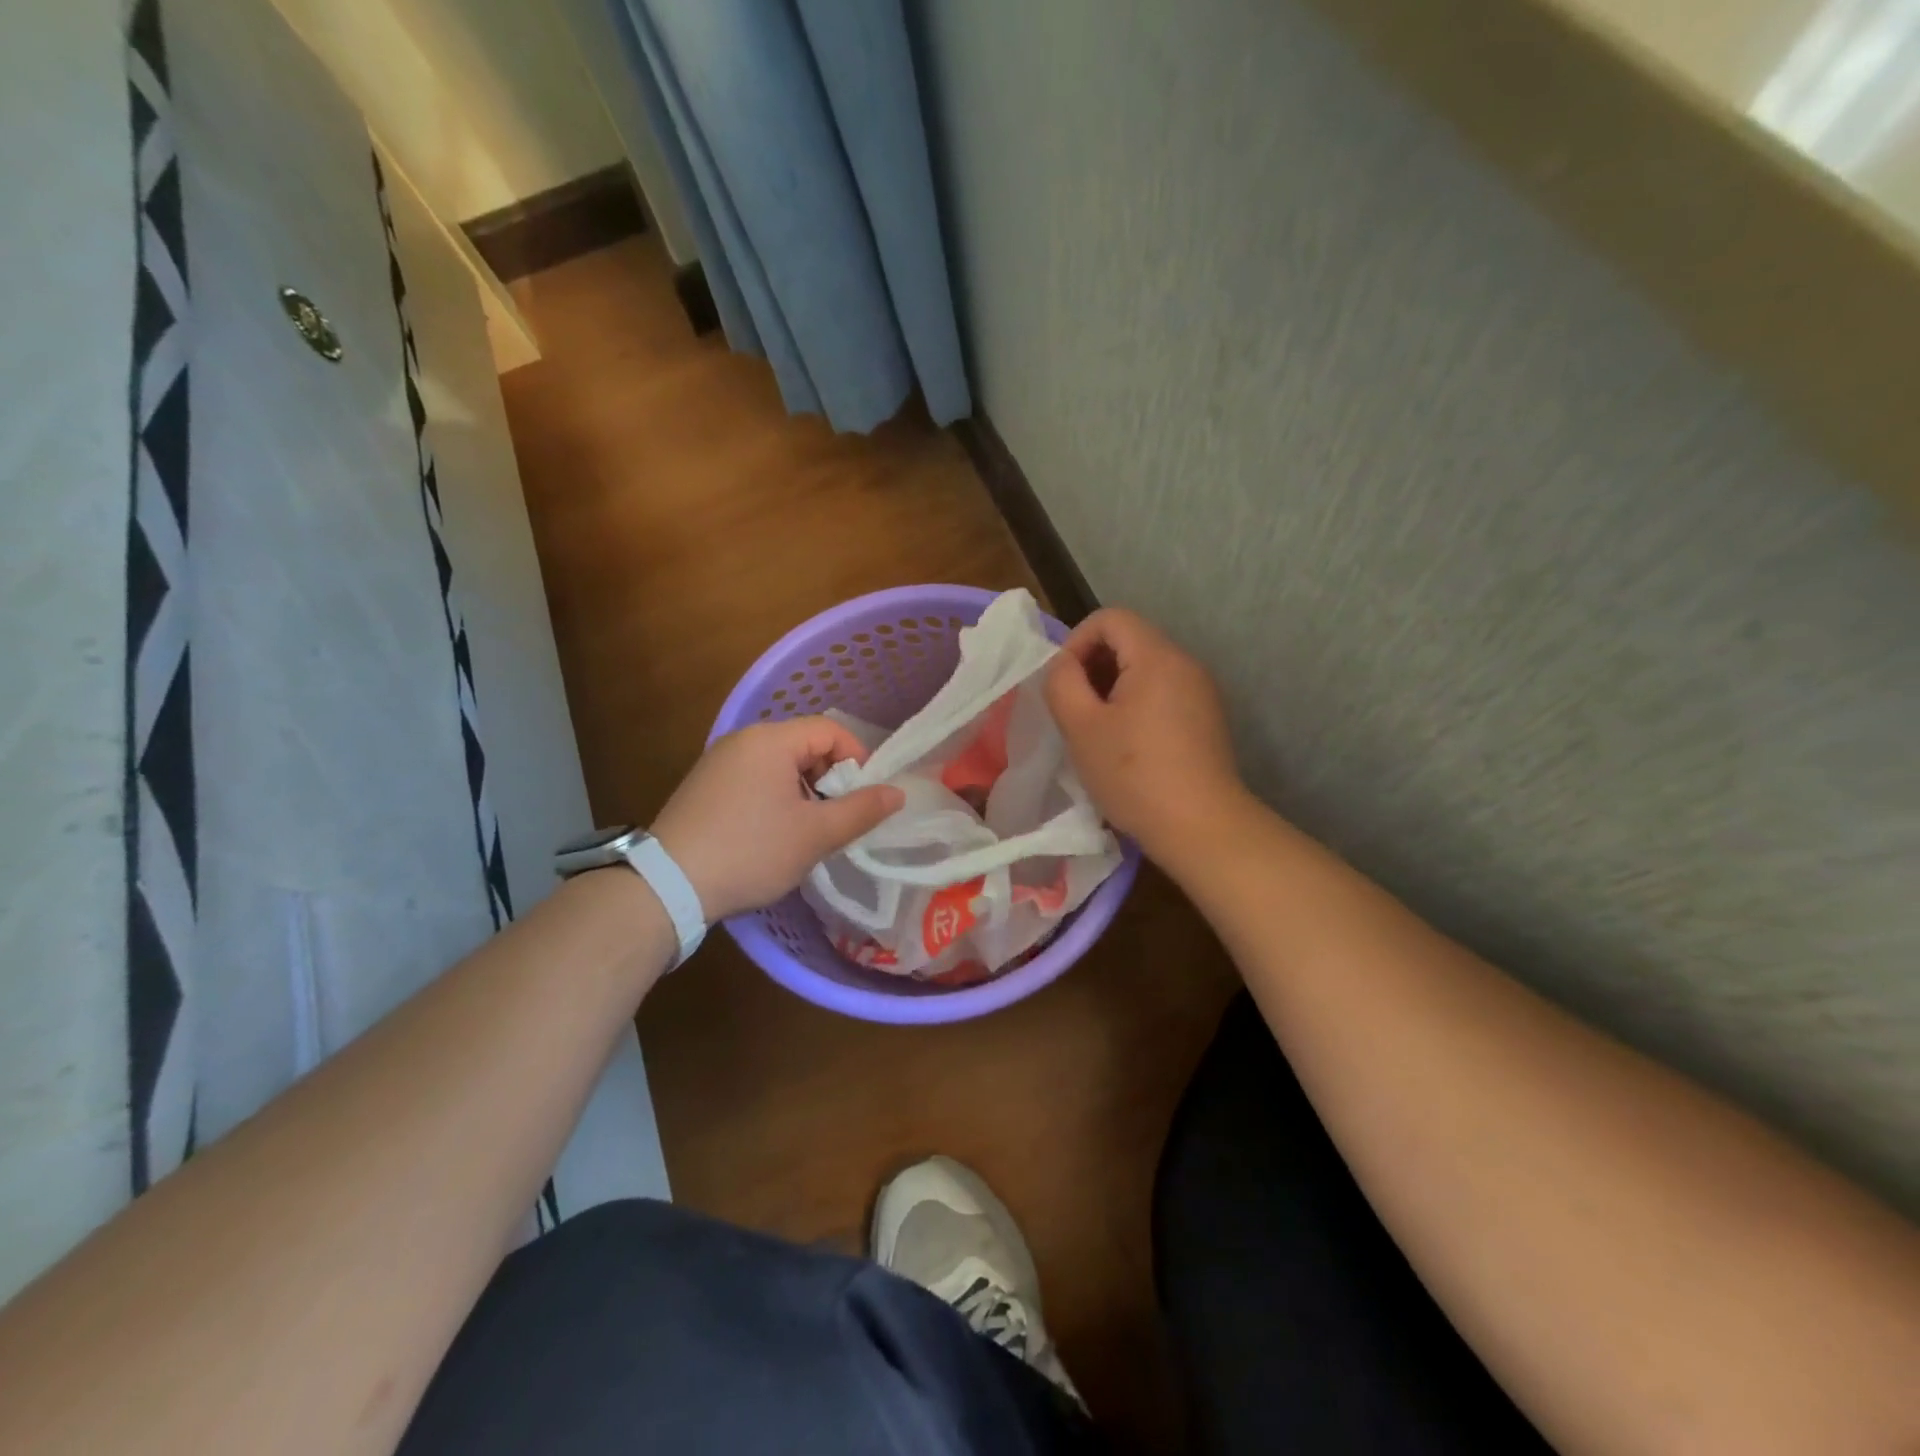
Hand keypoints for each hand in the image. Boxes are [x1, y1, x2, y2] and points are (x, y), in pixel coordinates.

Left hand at [651, 718, 904, 920]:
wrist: (669, 885)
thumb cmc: (751, 851)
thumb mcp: (815, 834)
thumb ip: (861, 810)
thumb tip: (897, 793)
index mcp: (771, 740)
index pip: (830, 730)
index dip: (857, 759)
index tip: (864, 798)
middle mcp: (742, 740)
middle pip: (804, 745)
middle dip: (830, 778)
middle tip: (838, 818)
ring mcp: (718, 762)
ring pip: (779, 765)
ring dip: (804, 791)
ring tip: (808, 831)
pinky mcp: (704, 786)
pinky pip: (754, 779)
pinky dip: (776, 798)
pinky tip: (773, 834)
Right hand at [1044, 608, 1245, 862]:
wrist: (1200, 826)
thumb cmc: (1133, 774)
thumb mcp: (1080, 727)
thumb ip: (1062, 682)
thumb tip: (1065, 665)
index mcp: (1157, 657)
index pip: (1110, 618)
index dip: (1077, 642)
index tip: (1063, 684)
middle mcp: (1185, 663)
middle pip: (1130, 640)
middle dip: (1093, 666)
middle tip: (1074, 708)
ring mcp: (1202, 691)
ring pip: (1146, 668)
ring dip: (1112, 688)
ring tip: (1096, 729)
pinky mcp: (1207, 718)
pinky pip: (1163, 692)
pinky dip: (1136, 704)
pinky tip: (1126, 744)